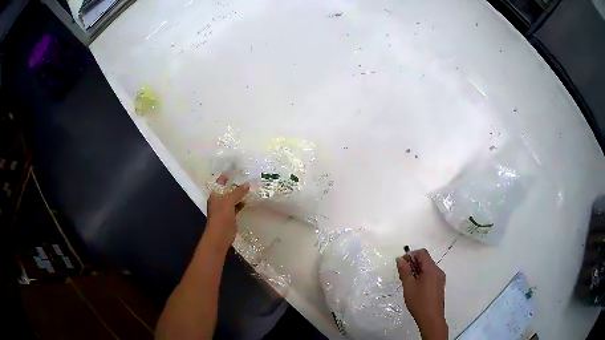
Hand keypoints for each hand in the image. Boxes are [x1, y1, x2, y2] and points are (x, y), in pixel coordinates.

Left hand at [205, 174, 249, 251]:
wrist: (220, 235)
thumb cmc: (221, 216)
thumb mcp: (228, 201)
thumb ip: (237, 192)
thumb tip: (247, 184)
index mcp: (215, 194)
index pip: (221, 181)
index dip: (228, 175)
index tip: (237, 169)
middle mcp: (219, 199)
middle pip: (228, 189)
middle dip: (236, 184)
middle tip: (248, 177)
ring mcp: (225, 208)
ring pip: (233, 197)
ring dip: (240, 193)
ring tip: (252, 186)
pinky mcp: (231, 215)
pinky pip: (237, 206)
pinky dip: (242, 202)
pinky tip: (250, 199)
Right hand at [396, 249, 447, 339]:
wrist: (431, 318)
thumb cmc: (419, 301)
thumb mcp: (408, 286)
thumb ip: (404, 271)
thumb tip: (400, 259)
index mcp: (431, 269)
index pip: (422, 253)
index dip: (411, 255)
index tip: (401, 264)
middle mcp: (438, 271)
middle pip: (425, 260)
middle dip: (413, 264)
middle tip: (403, 275)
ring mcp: (440, 278)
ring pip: (428, 268)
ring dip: (417, 270)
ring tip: (408, 282)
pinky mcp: (439, 285)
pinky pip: (430, 275)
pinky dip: (422, 276)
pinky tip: (415, 288)